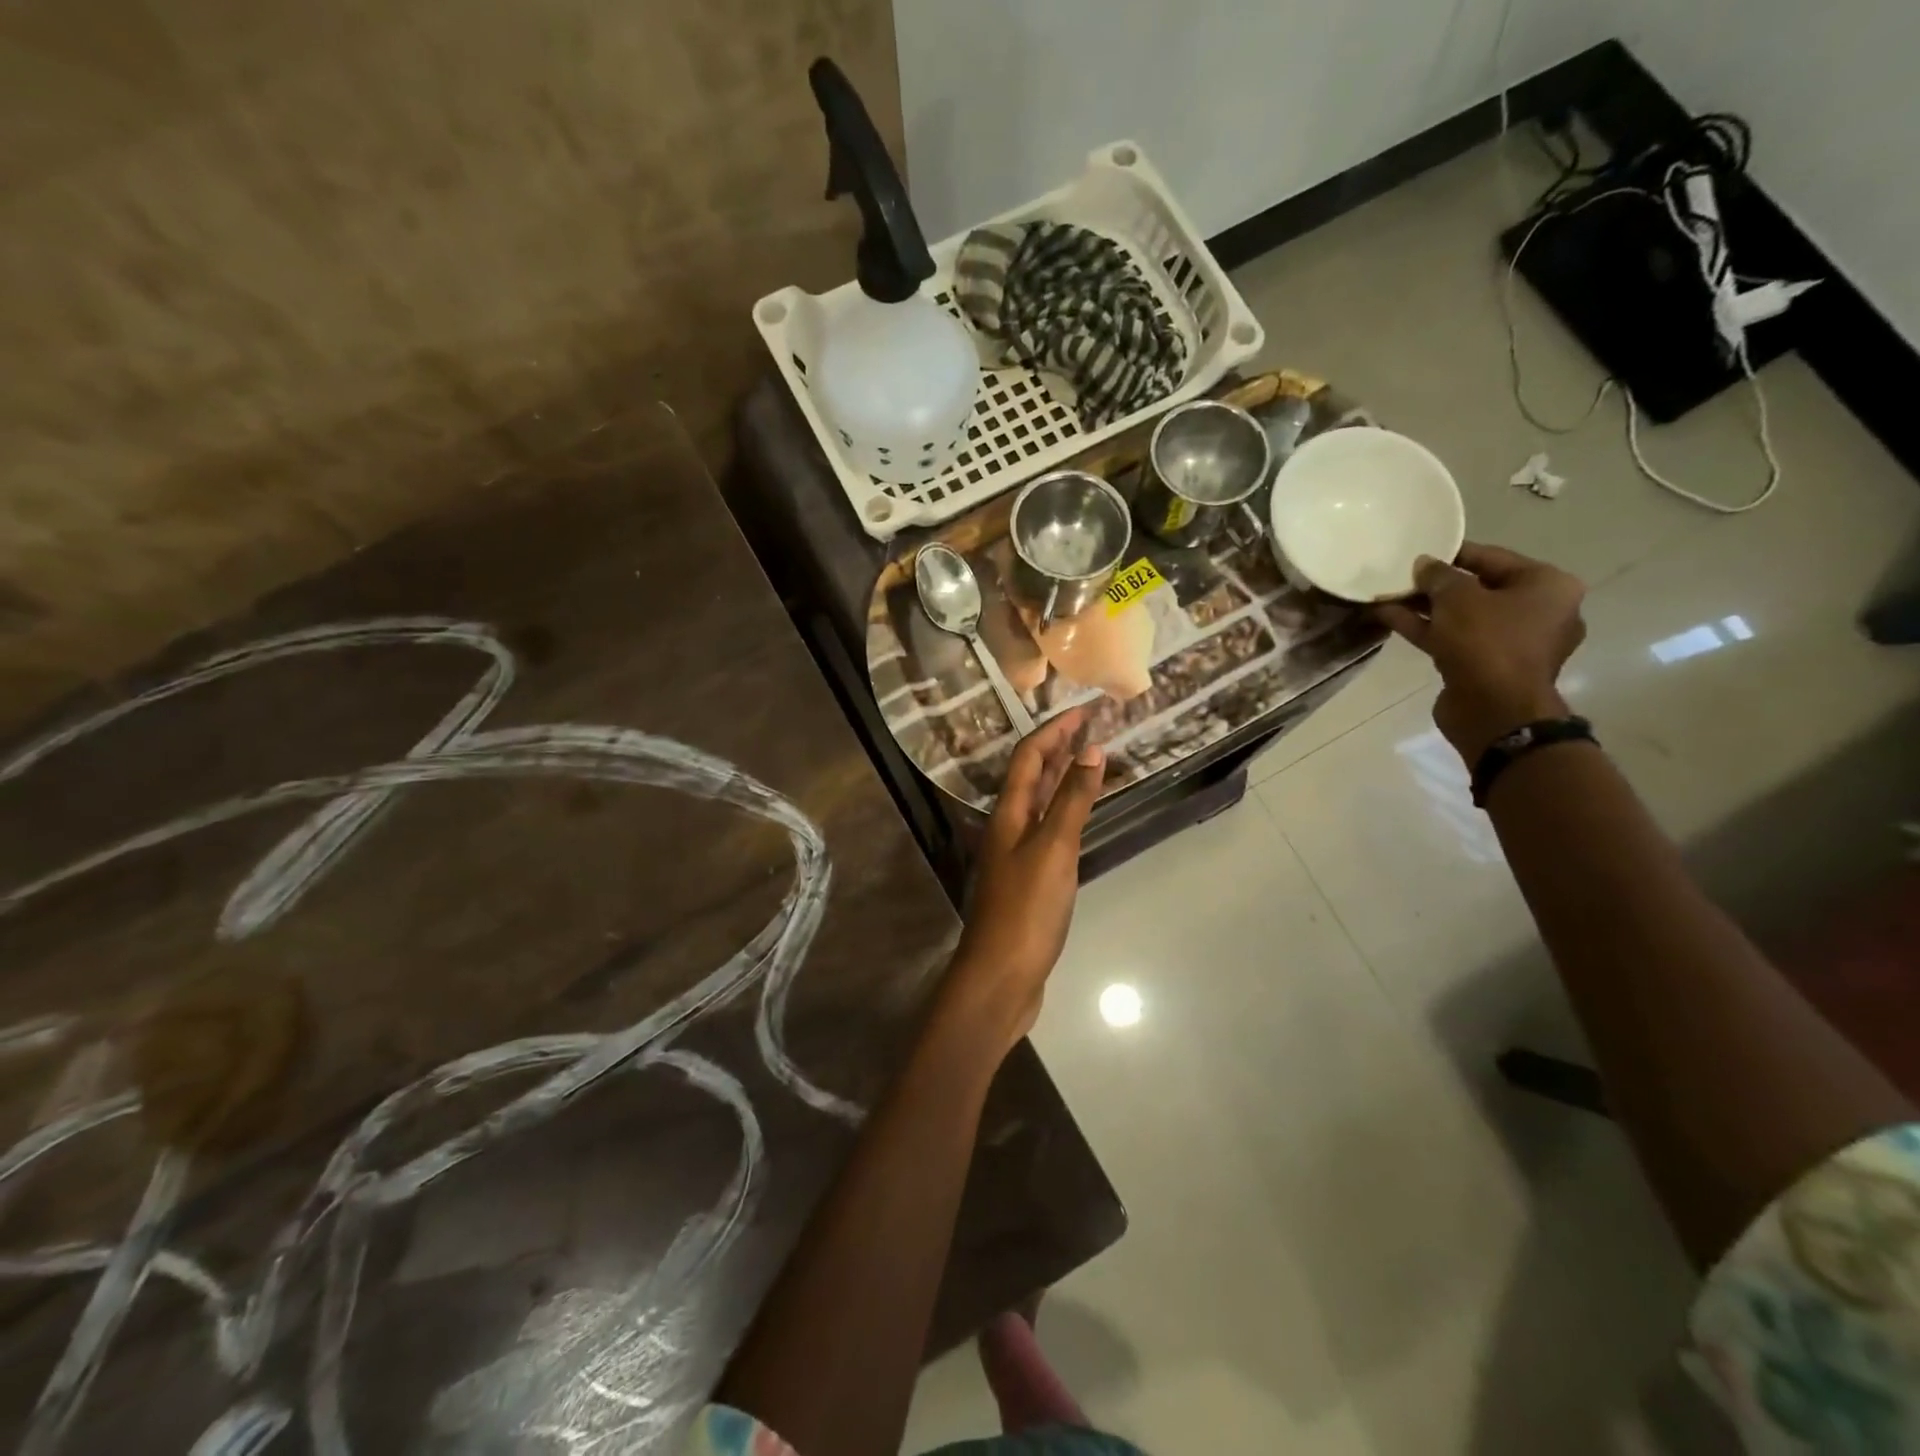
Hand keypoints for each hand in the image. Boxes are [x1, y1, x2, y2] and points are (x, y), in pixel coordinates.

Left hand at [945, 708, 1105, 1048]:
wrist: (1001, 976)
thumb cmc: (1026, 910)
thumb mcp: (1053, 850)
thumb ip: (1072, 801)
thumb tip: (1091, 750)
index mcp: (1008, 813)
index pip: (1029, 756)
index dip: (1054, 729)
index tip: (1085, 709)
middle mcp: (1009, 826)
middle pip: (1032, 776)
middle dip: (1059, 747)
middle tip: (1091, 726)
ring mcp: (1017, 853)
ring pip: (1040, 802)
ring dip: (1062, 777)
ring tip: (1090, 758)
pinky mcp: (1029, 878)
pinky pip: (1049, 829)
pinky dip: (1066, 811)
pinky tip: (1080, 815)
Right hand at [1376, 542, 1586, 761]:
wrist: (1494, 710)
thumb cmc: (1488, 643)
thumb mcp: (1458, 598)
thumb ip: (1439, 576)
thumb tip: (1424, 564)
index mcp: (1548, 586)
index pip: (1494, 558)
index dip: (1453, 553)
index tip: (1420, 550)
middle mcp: (1539, 612)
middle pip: (1479, 588)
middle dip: (1436, 584)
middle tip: (1401, 576)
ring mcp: (1513, 643)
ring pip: (1463, 616)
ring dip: (1425, 607)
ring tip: (1387, 596)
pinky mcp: (1487, 667)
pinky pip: (1455, 639)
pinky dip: (1427, 629)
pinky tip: (1390, 618)